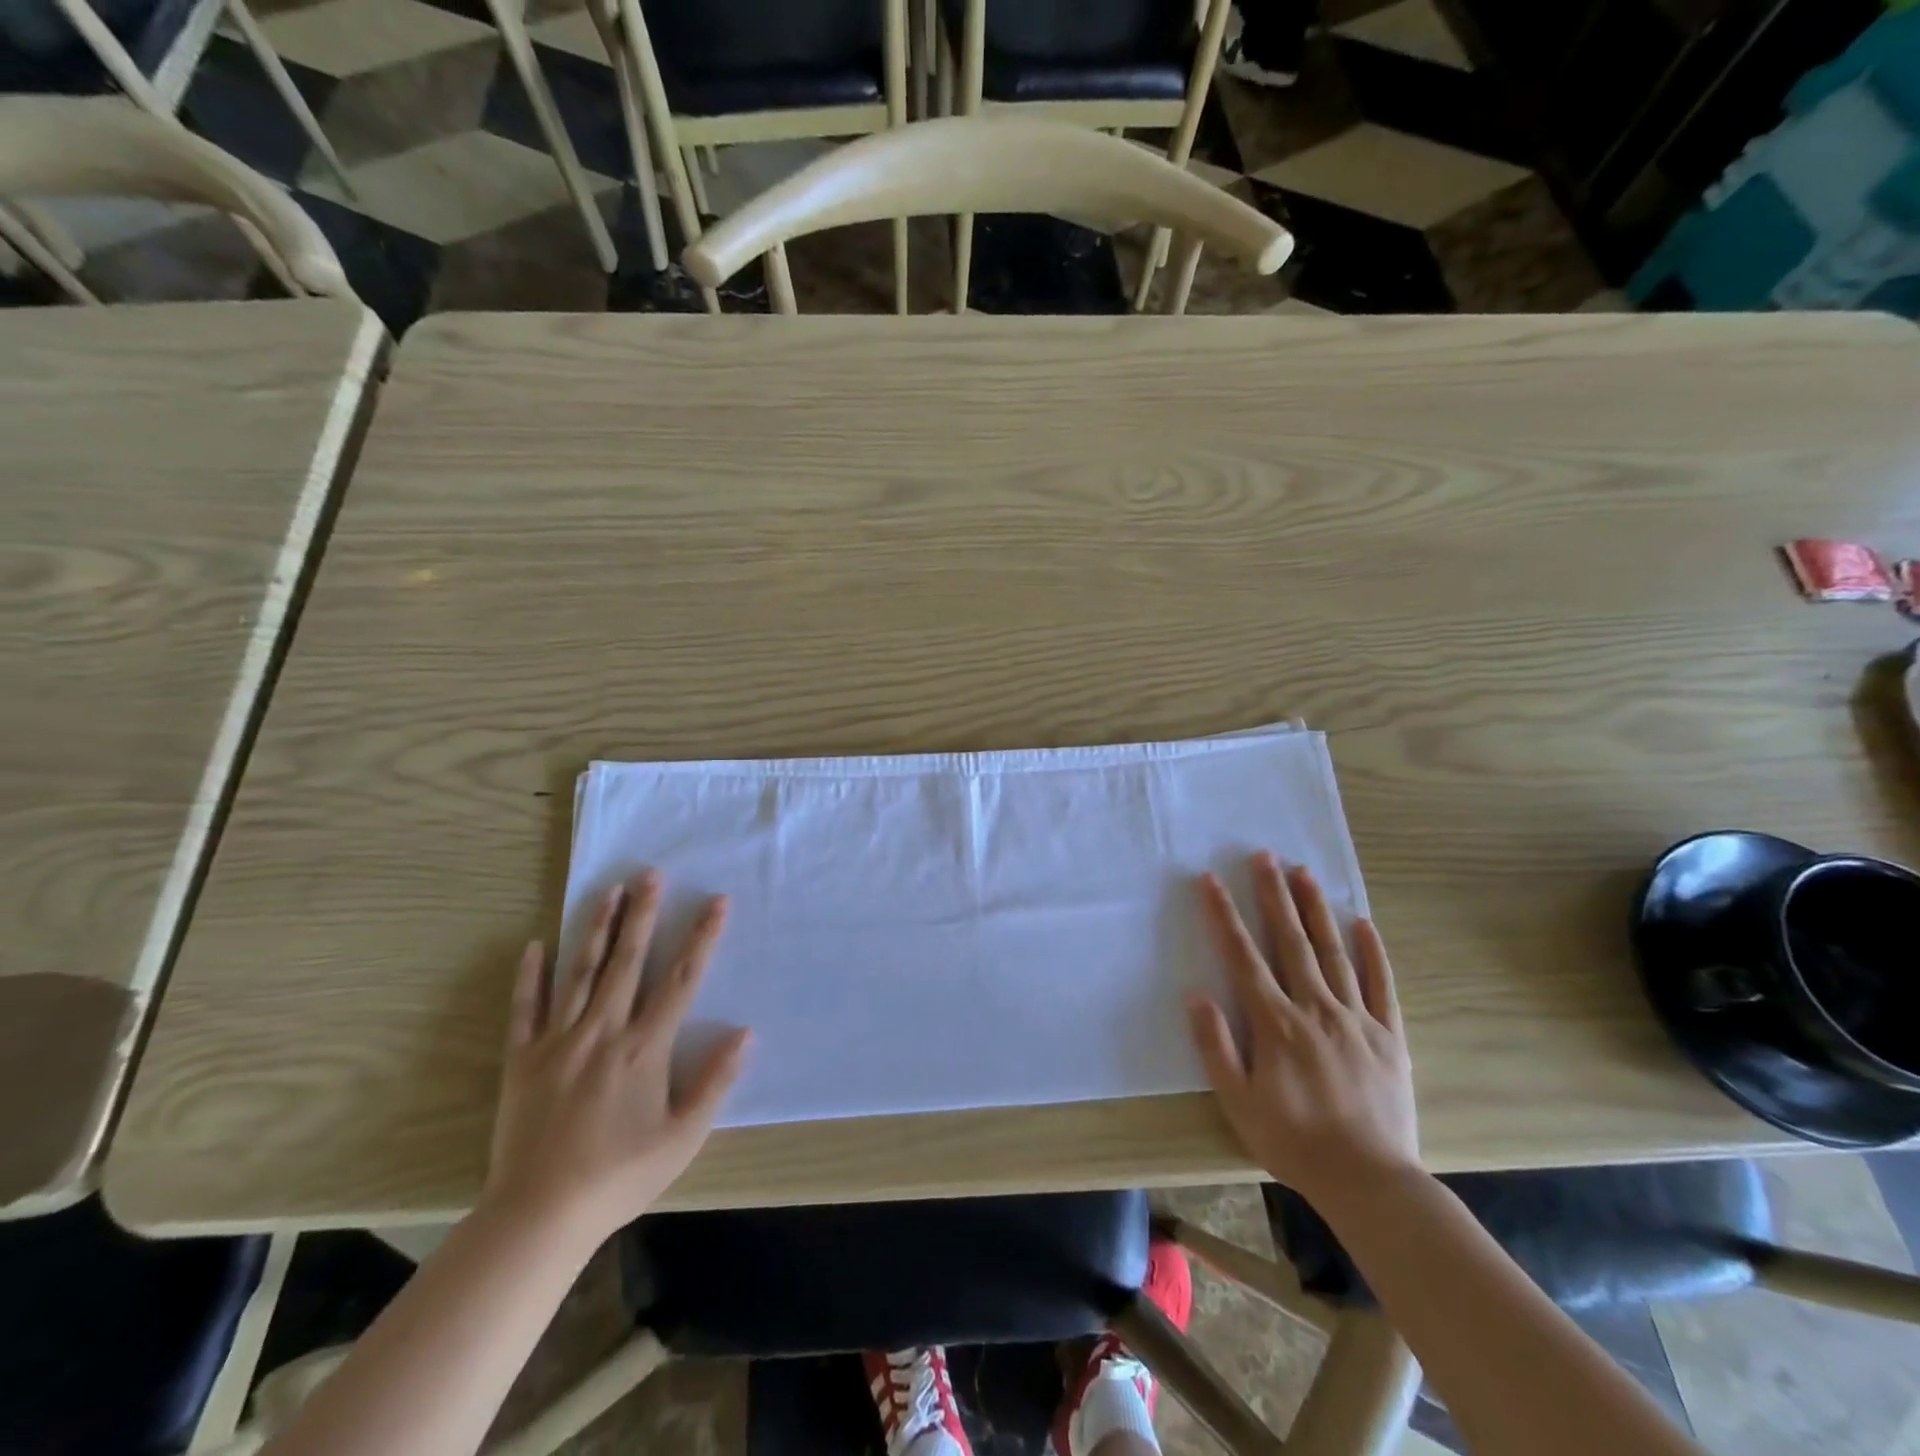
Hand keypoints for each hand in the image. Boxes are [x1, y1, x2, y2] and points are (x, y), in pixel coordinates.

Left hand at [484, 871, 750, 1245]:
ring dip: (595, 928)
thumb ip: (715, 1082)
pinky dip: (530, 976)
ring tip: (607, 891)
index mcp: (644, 1048)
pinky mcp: (522, 1060)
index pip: (681, 980)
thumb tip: (745, 1032)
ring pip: (580, 972)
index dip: (701, 937)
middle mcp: (604, 1031)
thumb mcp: (683, 1137)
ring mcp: (559, 1042)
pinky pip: (525, 1009)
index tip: (716, 902)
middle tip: (649, 874)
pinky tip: (535, 945)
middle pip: (627, 961)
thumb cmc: (620, 1176)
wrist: (538, 1216)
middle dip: (642, 914)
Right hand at [1186, 854, 1419, 1212]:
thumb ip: (1215, 1046)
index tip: (1211, 880)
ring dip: (1316, 909)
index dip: (1225, 915)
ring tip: (1304, 872)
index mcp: (1276, 1023)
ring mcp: (1356, 1019)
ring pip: (1333, 952)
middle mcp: (1316, 1008)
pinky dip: (1372, 952)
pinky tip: (1363, 923)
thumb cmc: (1295, 1142)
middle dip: (1274, 894)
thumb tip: (1197, 995)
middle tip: (1264, 855)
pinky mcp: (1389, 1036)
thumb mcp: (1238, 1103)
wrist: (1371, 1182)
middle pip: (1290, 941)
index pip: (1244, 956)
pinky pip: (1381, 985)